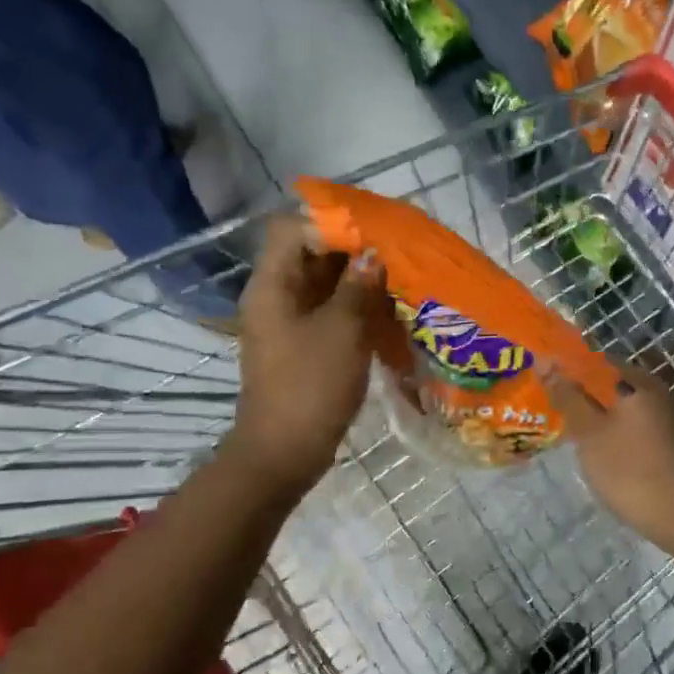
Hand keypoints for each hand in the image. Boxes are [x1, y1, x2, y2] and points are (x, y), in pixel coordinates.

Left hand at [231, 213, 386, 497]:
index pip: (292, 228)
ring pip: (324, 286)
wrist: (285, 451)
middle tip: (396, 255)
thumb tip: (373, 255)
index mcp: (273, 285)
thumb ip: (358, 287)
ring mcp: (289, 323)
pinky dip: (355, 308)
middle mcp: (276, 296)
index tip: (372, 233)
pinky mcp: (303, 347)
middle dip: (352, 252)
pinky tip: (388, 314)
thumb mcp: (342, 330)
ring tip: (399, 282)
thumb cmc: (311, 385)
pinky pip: (330, 313)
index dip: (329, 223)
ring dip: (358, 281)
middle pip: (310, 255)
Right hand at [543, 362, 673, 560]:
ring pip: (610, 410)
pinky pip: (621, 430)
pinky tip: (584, 453)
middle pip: (600, 385)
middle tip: (537, 410)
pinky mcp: (658, 444)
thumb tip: (545, 361)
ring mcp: (656, 419)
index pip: (589, 360)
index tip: (532, 384)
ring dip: (585, 418)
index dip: (560, 369)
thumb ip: (568, 396)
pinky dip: (602, 437)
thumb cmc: (634, 471)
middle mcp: (649, 392)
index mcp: (634, 380)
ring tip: (554, 431)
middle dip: (571, 396)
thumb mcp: (591, 432)